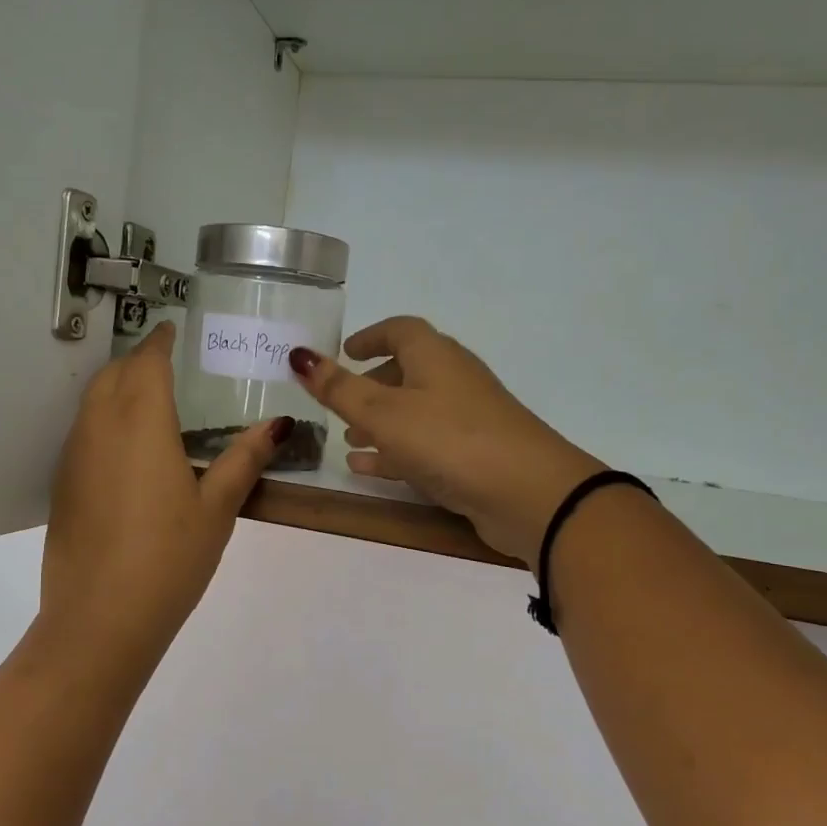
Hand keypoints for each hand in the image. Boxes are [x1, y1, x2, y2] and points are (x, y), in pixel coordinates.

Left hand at [39, 322, 287, 673]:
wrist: (100, 618)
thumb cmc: (169, 558)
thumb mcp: (217, 509)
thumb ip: (244, 460)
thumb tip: (278, 424)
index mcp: (142, 422)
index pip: (148, 362)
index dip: (161, 341)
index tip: (173, 331)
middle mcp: (100, 427)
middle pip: (114, 374)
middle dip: (139, 360)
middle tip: (168, 366)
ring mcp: (74, 455)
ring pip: (92, 401)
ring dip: (118, 387)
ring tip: (150, 401)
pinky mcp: (62, 484)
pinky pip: (83, 432)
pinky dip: (103, 420)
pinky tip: (127, 450)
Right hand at [289, 317, 603, 569]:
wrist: (528, 494)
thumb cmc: (449, 440)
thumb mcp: (384, 413)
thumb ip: (338, 388)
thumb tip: (298, 355)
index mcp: (434, 357)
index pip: (400, 330)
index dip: (370, 336)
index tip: (345, 351)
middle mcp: (453, 381)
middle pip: (408, 372)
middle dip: (372, 385)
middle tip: (340, 401)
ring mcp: (467, 420)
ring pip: (415, 413)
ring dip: (381, 422)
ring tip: (348, 438)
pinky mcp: (473, 457)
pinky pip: (425, 446)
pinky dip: (395, 452)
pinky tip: (367, 469)